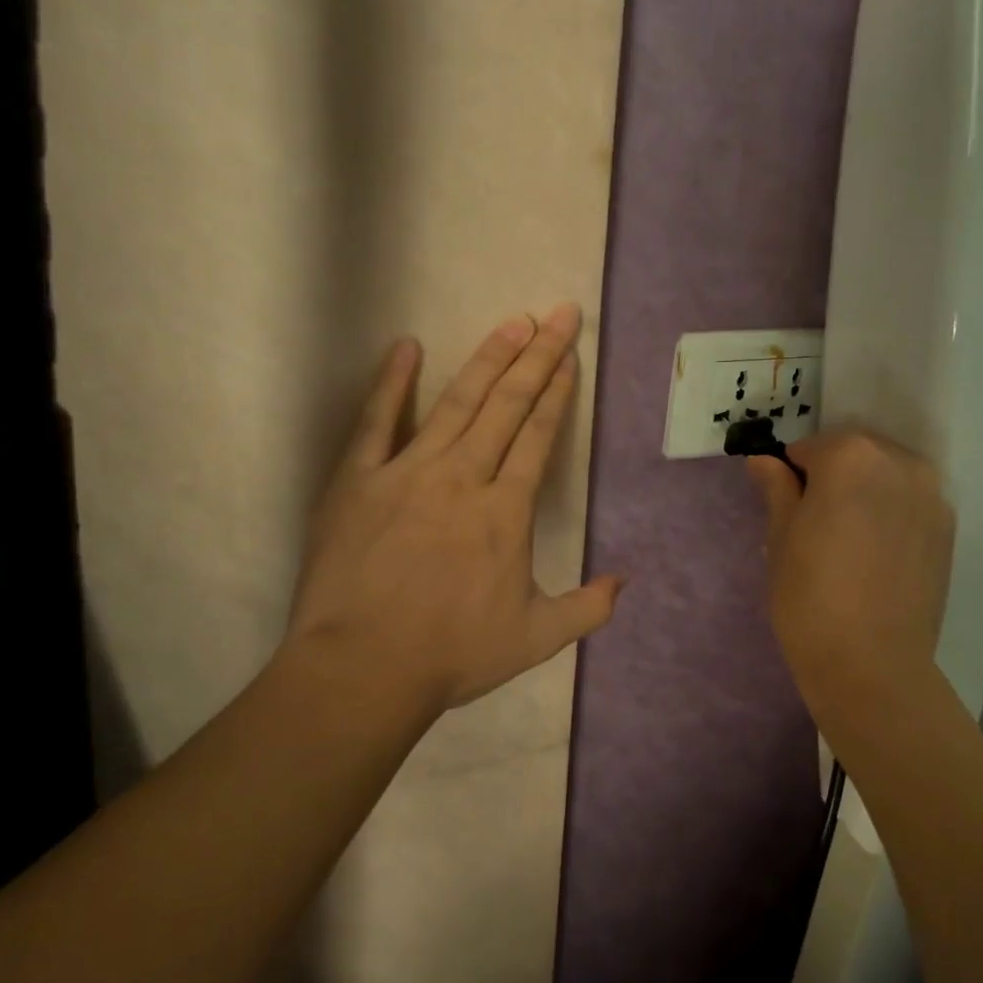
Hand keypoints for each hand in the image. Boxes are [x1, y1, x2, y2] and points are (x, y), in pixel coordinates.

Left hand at [283, 304, 622, 720]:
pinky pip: (376, 421)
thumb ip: (587, 609)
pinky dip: (391, 382)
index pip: (538, 436)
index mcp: (506, 512)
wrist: (364, 668)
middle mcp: (464, 478)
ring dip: (487, 359)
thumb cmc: (452, 654)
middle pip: (507, 406)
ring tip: (512, 322)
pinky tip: (405, 347)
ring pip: (456, 403)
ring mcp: (408, 472)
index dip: (556, 393)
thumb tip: (624, 581)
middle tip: (558, 314)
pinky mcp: (358, 480)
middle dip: (537, 357)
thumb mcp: (536, 640)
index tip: (570, 357)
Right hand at [747, 431, 954, 716]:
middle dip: (832, 479)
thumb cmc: (809, 595)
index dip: (791, 476)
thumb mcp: (780, 537)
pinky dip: (891, 515)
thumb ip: (777, 488)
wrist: (871, 663)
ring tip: (849, 544)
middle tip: (815, 527)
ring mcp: (931, 496)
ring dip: (865, 494)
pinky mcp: (948, 530)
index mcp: (851, 456)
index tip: (786, 511)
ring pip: (885, 477)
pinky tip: (876, 557)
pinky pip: (909, 504)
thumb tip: (764, 460)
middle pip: (854, 455)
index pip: (810, 448)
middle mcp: (899, 463)